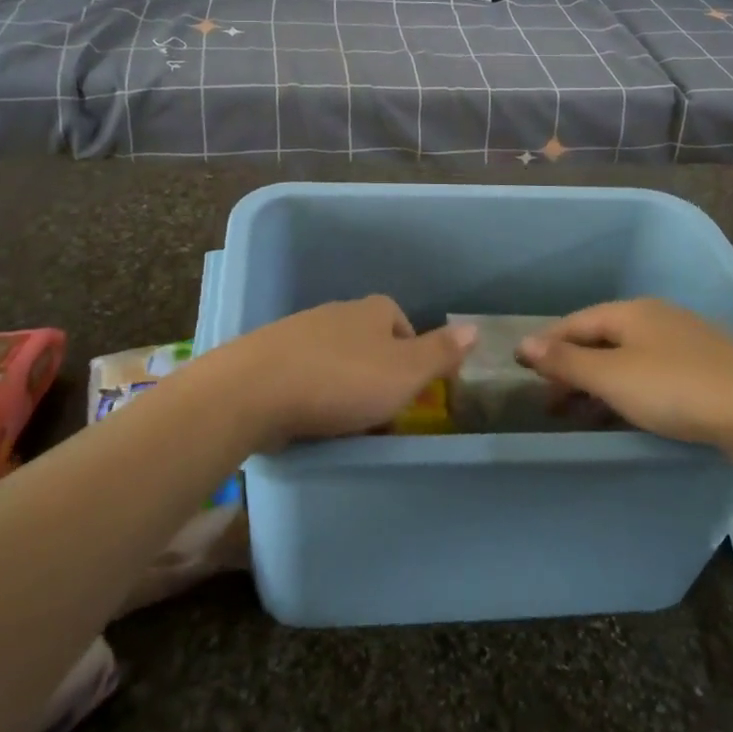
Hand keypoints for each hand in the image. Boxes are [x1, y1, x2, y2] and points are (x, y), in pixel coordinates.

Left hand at [203, 296, 476, 450]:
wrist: (258, 388)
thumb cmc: (343, 380)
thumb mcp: (405, 372)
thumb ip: (440, 353)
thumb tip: (474, 328)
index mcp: (372, 310)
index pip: (401, 323)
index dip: (411, 355)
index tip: (411, 391)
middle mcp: (338, 312)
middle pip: (368, 340)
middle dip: (377, 373)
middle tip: (381, 412)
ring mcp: (301, 330)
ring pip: (336, 356)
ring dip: (344, 384)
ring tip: (346, 421)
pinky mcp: (272, 355)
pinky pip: (305, 371)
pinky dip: (314, 390)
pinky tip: (311, 416)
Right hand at [516, 298, 732, 457]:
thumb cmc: (676, 389)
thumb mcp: (612, 377)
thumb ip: (566, 362)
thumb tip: (524, 343)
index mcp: (630, 312)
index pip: (575, 323)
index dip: (547, 347)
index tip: (526, 374)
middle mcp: (655, 317)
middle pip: (601, 340)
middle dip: (573, 370)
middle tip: (552, 404)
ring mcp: (684, 341)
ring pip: (627, 358)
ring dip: (600, 383)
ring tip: (583, 415)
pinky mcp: (706, 368)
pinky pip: (652, 372)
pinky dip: (629, 390)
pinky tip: (629, 412)